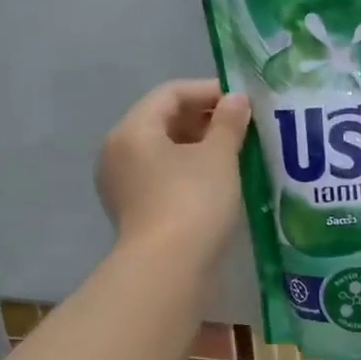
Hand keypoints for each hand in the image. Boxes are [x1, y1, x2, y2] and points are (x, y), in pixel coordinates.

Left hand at [96, 80, 251, 253]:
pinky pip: (161, 177)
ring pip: (163, 152)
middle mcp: (118, 152)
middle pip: (163, 121)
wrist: (169, 269)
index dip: (208, 91)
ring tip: (235, 153)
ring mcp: (122, 185)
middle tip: (242, 127)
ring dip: (198, 147)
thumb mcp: (218, 157)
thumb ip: (228, 123)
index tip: (242, 101)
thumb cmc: (193, 202)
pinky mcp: (134, 211)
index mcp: (133, 130)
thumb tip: (237, 99)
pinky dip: (188, 171)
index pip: (170, 94)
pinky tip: (217, 181)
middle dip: (204, 120)